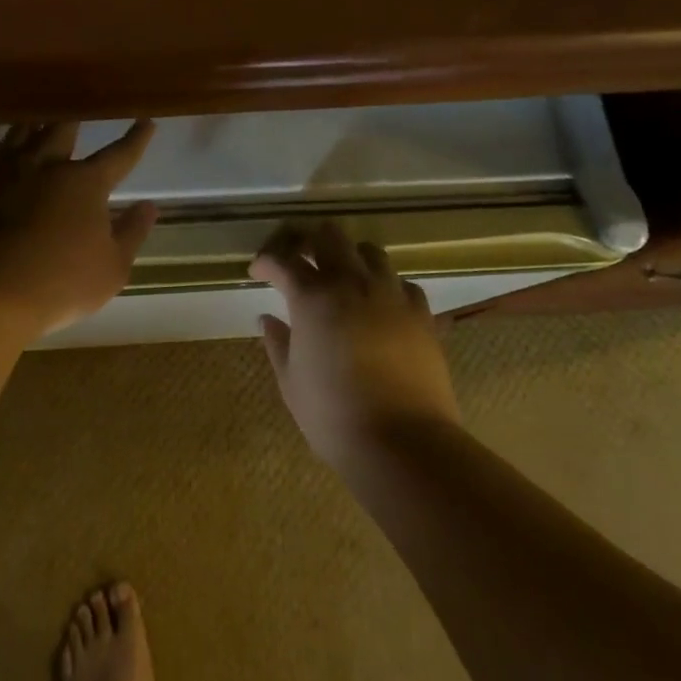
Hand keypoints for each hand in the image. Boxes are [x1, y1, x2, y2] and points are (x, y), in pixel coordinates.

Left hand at [0, 121, 159, 339]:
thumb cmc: (60, 283)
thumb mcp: (112, 268)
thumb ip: (132, 233)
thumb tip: (148, 206)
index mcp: (85, 183)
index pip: (118, 155)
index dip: (135, 139)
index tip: (146, 122)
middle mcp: (46, 165)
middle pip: (62, 130)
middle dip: (73, 122)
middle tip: (77, 114)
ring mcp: (5, 171)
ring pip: (21, 134)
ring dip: (33, 127)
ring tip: (36, 123)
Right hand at [250, 221, 459, 465]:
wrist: (403, 443)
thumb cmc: (334, 415)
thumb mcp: (291, 382)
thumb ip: (277, 343)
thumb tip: (267, 318)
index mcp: (312, 297)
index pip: (283, 261)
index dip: (266, 262)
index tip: (258, 272)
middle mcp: (352, 284)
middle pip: (330, 237)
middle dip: (310, 242)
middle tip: (301, 262)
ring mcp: (391, 295)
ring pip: (371, 252)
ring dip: (352, 257)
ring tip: (344, 278)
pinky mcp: (422, 315)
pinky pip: (404, 285)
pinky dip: (389, 287)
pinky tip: (383, 306)